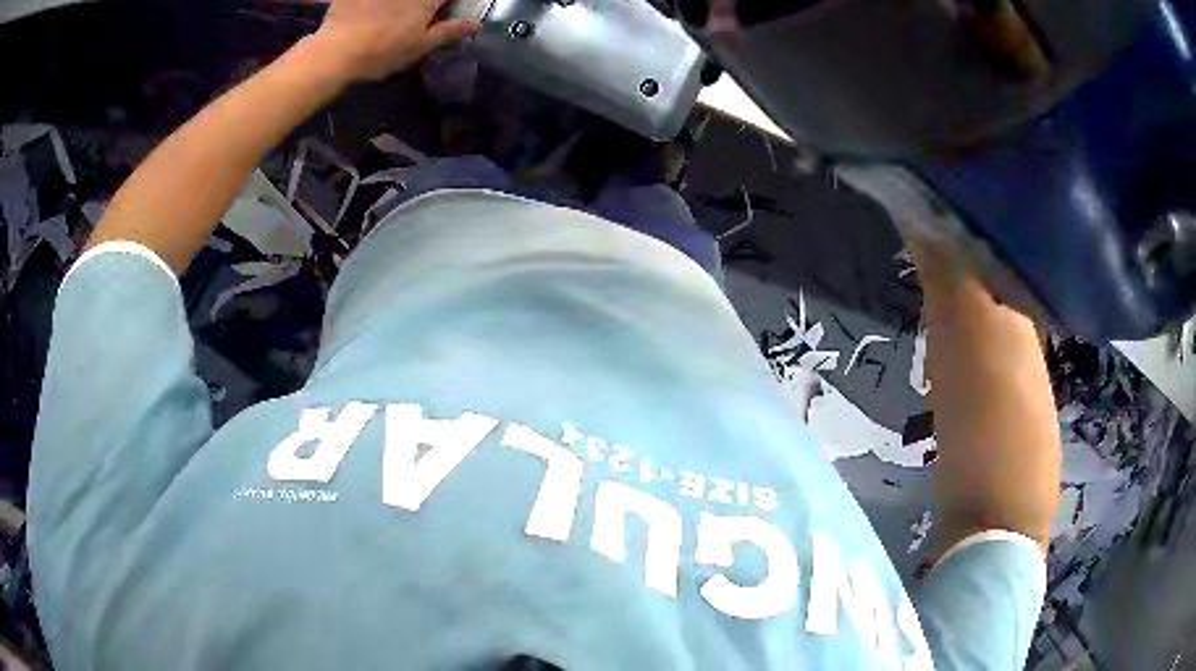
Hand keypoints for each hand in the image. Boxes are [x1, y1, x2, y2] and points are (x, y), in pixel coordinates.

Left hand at [313, 0, 477, 81]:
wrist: (335, 52)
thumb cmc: (381, 52)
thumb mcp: (418, 47)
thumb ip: (447, 32)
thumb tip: (474, 24)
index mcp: (426, 0)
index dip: (447, 4)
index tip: (443, 10)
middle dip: (426, 5)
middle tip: (417, 18)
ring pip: (393, 0)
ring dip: (396, 6)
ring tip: (391, 18)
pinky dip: (372, 4)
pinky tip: (370, 12)